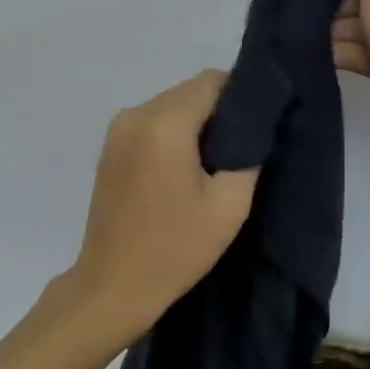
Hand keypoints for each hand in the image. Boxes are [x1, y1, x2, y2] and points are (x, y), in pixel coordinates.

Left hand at [65, 70, 259, 335]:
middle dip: (220, 112)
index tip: (259, 127)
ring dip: (196, 124)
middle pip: (190, 91)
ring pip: (171, 106)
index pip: (213, 81)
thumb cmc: (175, 248)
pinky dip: (174, 135)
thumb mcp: (229, 205)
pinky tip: (186, 170)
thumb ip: (247, 154)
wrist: (113, 287)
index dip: (242, 97)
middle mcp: (135, 115)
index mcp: (163, 123)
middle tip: (242, 149)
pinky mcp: (110, 148)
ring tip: (215, 163)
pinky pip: (153, 123)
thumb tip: (254, 129)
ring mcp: (117, 130)